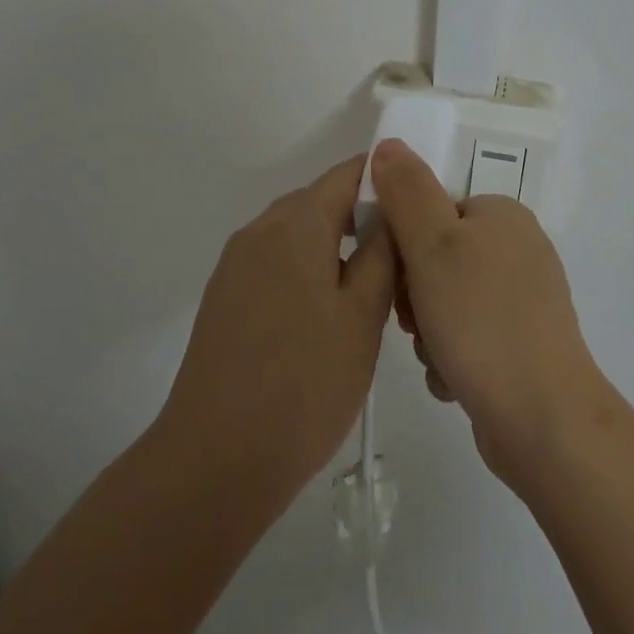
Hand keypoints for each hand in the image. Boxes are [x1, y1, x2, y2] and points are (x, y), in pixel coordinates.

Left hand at [158, 155, 394, 510]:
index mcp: (295, 223)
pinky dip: (306, 273)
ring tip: (371, 296)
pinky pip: (275, 265)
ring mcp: (235, 265)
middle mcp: (259, 230)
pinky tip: (325, 321)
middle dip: (363, 220)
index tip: (418, 210)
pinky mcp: (224, 298)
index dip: (386, 180)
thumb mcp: (363, 315)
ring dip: (335, 250)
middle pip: (320, 202)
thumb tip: (390, 207)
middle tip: (402, 262)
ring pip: (298, 236)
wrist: (216, 459)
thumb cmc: (305, 383)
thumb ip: (382, 251)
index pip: (347, 173)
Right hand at [368, 138, 610, 487]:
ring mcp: (525, 301)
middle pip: (438, 259)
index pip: (432, 212)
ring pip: (447, 303)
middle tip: (417, 323)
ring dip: (429, 332)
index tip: (400, 279)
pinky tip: (455, 380)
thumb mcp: (432, 245)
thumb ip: (406, 192)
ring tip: (438, 357)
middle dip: (416, 295)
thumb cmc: (481, 320)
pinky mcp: (524, 346)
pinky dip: (453, 358)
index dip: (405, 245)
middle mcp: (519, 250)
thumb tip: (387, 144)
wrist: (543, 419)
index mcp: (502, 215)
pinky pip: (468, 339)